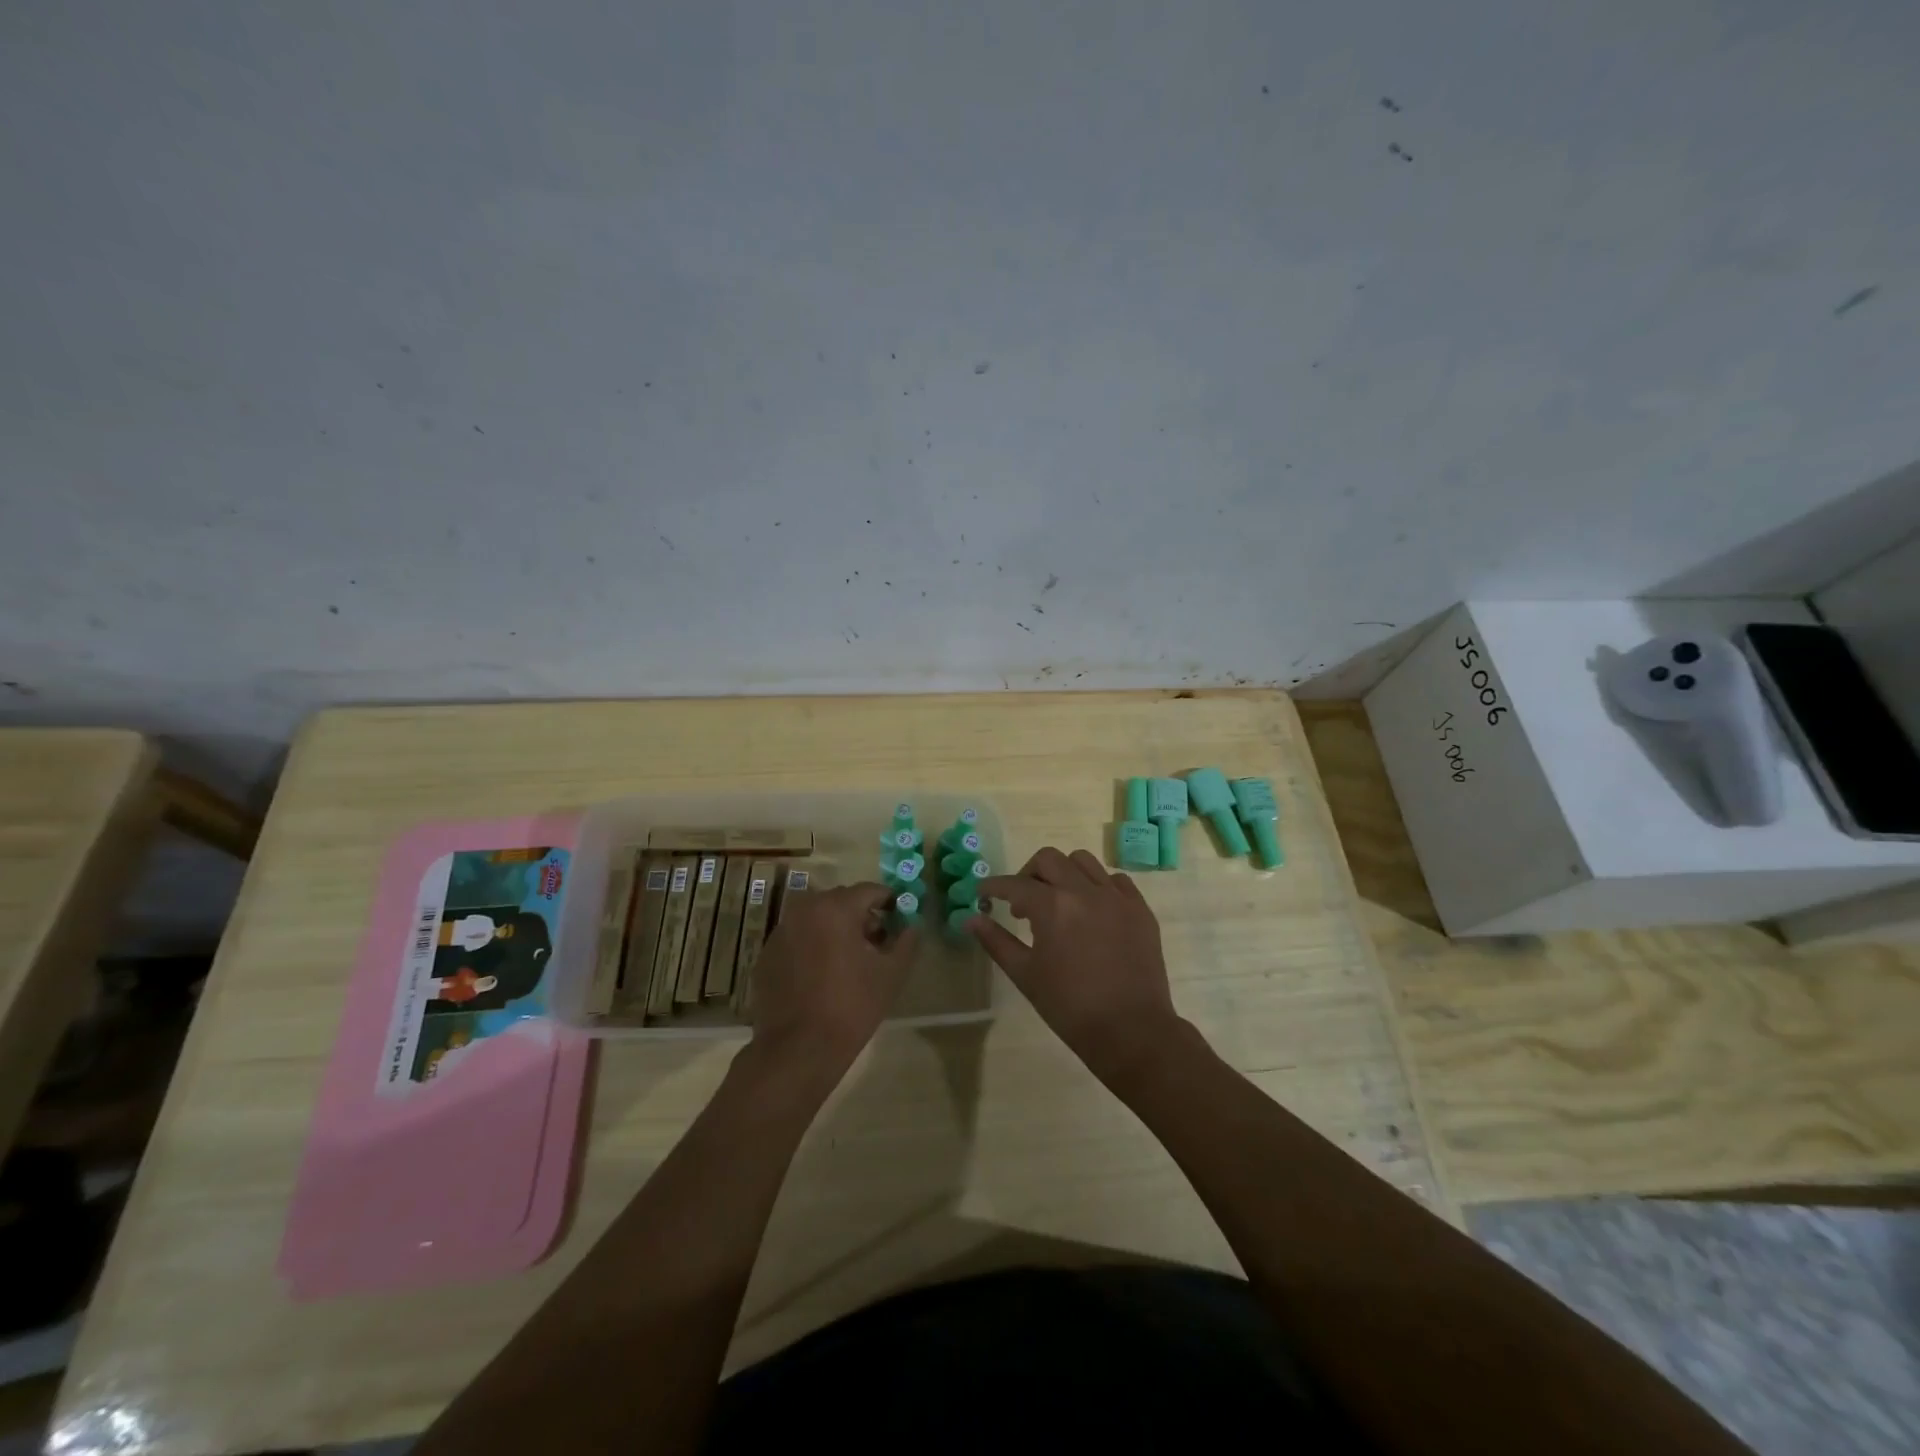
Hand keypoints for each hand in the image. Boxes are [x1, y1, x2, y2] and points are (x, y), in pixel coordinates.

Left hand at [747, 883, 917, 1084]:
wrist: (797, 1050)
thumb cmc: (851, 1007)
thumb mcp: (891, 974)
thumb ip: (906, 941)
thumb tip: (911, 926)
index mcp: (835, 908)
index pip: (870, 890)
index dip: (889, 902)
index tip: (899, 919)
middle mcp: (804, 910)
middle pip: (841, 901)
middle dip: (861, 915)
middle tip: (876, 943)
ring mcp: (781, 932)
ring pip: (816, 918)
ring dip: (835, 929)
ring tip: (849, 961)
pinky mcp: (766, 955)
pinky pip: (798, 938)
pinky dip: (812, 945)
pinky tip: (821, 976)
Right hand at [968, 847, 1185, 1084]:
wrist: (1130, 1031)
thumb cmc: (1070, 1007)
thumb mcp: (1025, 974)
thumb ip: (996, 941)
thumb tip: (970, 919)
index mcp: (1053, 906)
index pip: (1014, 884)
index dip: (993, 887)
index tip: (983, 893)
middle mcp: (1084, 891)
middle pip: (1048, 860)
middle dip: (1028, 874)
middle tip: (1022, 902)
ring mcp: (1116, 897)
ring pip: (1083, 861)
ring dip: (1063, 873)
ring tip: (1059, 900)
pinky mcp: (1139, 908)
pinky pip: (1115, 880)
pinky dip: (1097, 885)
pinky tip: (1092, 909)